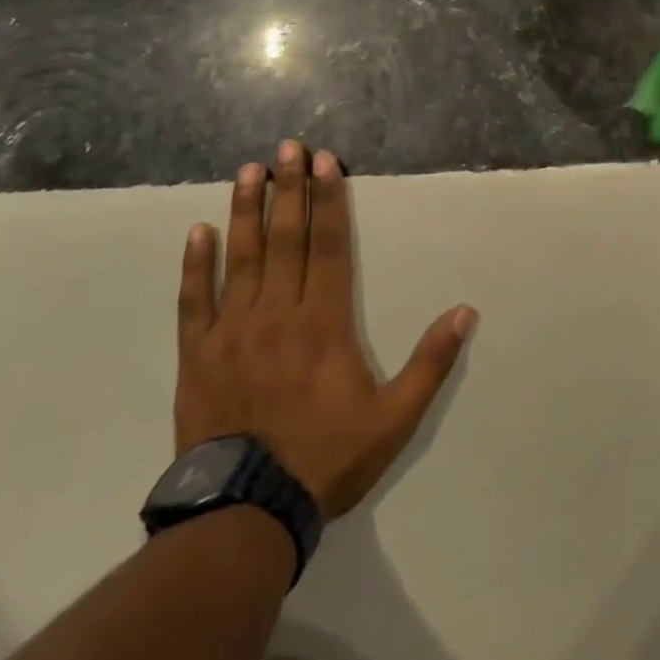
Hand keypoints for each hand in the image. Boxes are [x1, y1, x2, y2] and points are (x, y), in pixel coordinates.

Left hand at [175, 142, 476, 516]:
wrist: (246, 513)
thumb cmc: (327, 458)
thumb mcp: (395, 418)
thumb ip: (431, 362)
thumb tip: (465, 312)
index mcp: (325, 322)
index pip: (329, 246)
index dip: (330, 201)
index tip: (326, 163)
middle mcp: (279, 313)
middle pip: (286, 238)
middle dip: (290, 188)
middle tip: (288, 146)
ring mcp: (233, 331)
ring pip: (241, 257)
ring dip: (247, 210)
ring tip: (250, 170)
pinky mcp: (197, 355)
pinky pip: (194, 301)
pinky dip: (196, 265)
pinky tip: (200, 231)